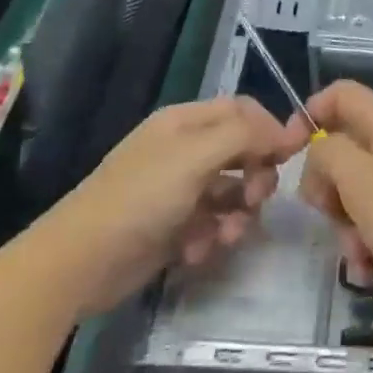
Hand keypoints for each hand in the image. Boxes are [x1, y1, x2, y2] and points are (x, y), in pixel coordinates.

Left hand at [43, 96, 307, 314]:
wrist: (80, 262)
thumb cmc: (141, 198)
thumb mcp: (196, 156)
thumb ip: (246, 135)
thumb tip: (288, 131)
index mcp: (186, 123)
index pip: (243, 110)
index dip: (271, 128)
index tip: (292, 155)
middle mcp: (185, 151)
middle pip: (244, 152)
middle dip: (257, 177)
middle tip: (255, 200)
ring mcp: (179, 190)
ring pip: (233, 192)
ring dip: (237, 215)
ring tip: (224, 237)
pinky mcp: (175, 226)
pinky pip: (213, 223)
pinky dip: (212, 237)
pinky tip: (196, 252)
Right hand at [299, 80, 372, 312]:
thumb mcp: (362, 181)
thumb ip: (328, 155)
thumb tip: (319, 152)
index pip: (340, 95)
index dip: (308, 116)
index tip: (289, 156)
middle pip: (343, 150)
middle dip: (328, 189)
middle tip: (330, 215)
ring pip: (358, 193)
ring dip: (347, 227)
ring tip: (359, 258)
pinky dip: (370, 245)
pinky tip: (371, 272)